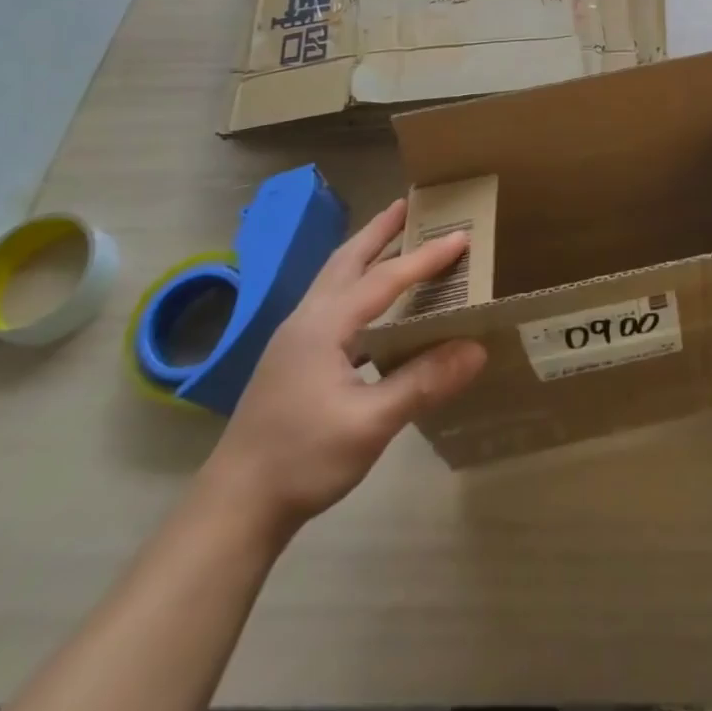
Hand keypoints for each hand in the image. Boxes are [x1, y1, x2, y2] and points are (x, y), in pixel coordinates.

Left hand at [201, 199, 486, 534]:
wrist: (234, 506)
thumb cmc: (302, 460)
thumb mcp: (369, 424)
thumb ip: (423, 382)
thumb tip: (477, 348)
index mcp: (324, 325)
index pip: (384, 278)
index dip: (425, 257)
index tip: (462, 236)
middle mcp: (307, 319)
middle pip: (347, 260)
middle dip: (379, 230)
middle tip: (409, 204)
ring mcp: (294, 338)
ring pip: (334, 278)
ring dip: (365, 253)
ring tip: (393, 237)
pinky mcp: (292, 358)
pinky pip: (332, 302)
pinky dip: (357, 284)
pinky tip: (373, 306)